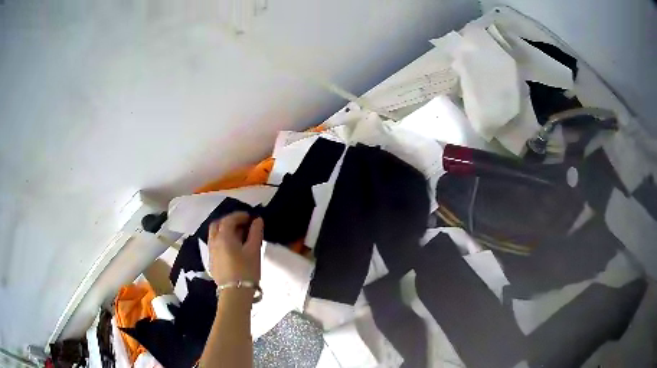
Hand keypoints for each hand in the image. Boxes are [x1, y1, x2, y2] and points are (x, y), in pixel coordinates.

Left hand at [208, 212, 263, 285]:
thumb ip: (255, 233)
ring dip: (224, 230)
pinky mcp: (212, 261)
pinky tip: (232, 248)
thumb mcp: (254, 251)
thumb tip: (257, 220)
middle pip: (217, 224)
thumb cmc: (246, 270)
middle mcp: (214, 241)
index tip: (250, 217)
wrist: (235, 293)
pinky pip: (214, 244)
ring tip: (238, 236)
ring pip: (214, 234)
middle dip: (228, 221)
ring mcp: (211, 252)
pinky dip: (222, 240)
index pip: (229, 219)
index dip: (239, 215)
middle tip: (242, 225)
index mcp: (223, 237)